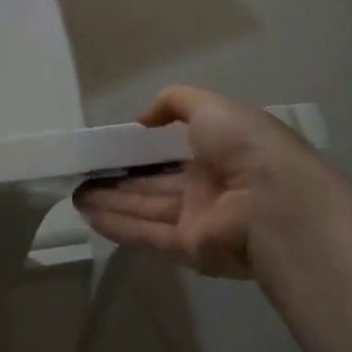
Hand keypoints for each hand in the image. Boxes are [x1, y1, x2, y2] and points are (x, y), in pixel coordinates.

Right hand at [74, 85, 331, 279]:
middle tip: (83, 175)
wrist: (276, 201)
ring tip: (75, 195)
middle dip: (119, 180)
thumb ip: (173, 103)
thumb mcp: (209, 105)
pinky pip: (148, 234)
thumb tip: (143, 119)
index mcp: (219, 152)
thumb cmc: (245, 145)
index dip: (143, 148)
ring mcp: (200, 220)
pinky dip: (118, 225)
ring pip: (146, 209)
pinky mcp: (191, 249)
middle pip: (154, 184)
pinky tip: (88, 216)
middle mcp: (209, 187)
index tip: (112, 145)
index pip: (173, 152)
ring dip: (111, 202)